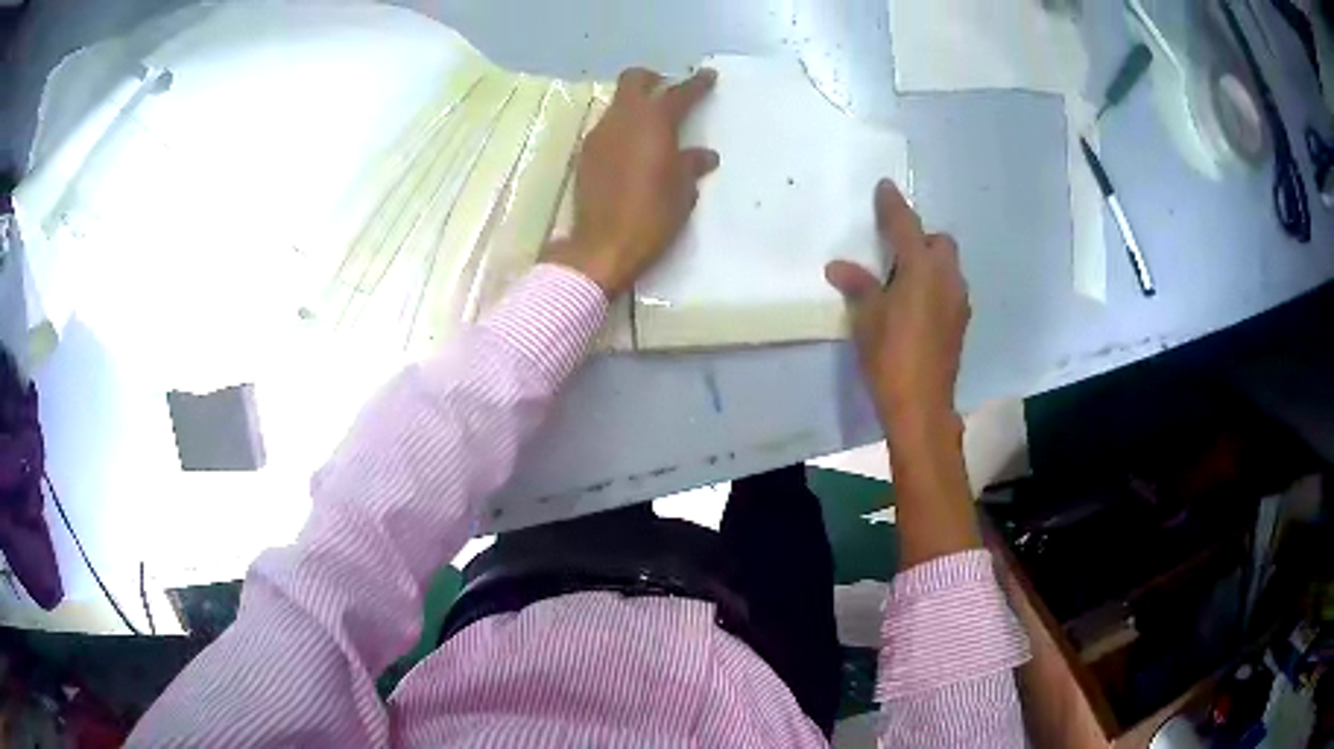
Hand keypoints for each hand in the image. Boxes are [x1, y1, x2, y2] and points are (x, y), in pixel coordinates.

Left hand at [544, 67, 719, 296]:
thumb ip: (691, 166)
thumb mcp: (682, 192)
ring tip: (650, 125)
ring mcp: (599, 135)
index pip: (678, 93)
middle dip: (652, 79)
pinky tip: (630, 149)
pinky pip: (606, 127)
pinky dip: (621, 128)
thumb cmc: (652, 217)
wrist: (602, 246)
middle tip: (667, 89)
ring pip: (617, 103)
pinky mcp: (585, 154)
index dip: (696, 83)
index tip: (708, 76)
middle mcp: (622, 120)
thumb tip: (704, 155)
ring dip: (634, 105)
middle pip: (633, 81)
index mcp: (654, 123)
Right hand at [825, 180, 969, 427]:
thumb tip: (839, 266)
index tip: (885, 187)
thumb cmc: (890, 356)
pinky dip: (935, 285)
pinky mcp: (960, 322)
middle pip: (939, 242)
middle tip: (894, 252)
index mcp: (921, 269)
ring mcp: (958, 301)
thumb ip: (857, 286)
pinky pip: (949, 289)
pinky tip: (917, 307)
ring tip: (904, 281)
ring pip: (948, 266)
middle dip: (919, 238)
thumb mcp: (867, 318)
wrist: (922, 404)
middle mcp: (946, 278)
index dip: (893, 205)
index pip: (906, 226)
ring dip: (929, 263)